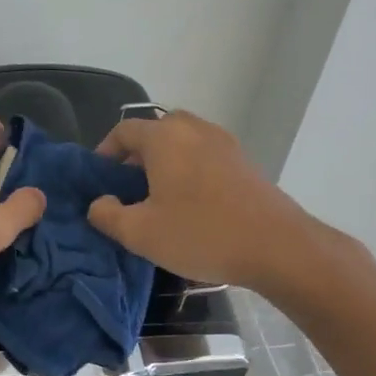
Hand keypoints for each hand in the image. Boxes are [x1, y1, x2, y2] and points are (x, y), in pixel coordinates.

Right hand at [87, 110, 318, 288]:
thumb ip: (107, 215)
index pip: (124, 131)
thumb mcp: (140, 233)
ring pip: (183, 142)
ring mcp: (224, 142)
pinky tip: (191, 203)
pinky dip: (190, 168)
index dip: (105, 151)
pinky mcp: (244, 161)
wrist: (277, 246)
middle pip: (156, 131)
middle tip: (128, 187)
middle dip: (137, 155)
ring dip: (165, 161)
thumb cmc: (201, 234)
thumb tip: (98, 203)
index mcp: (164, 138)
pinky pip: (205, 155)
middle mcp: (194, 129)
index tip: (99, 178)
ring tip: (159, 196)